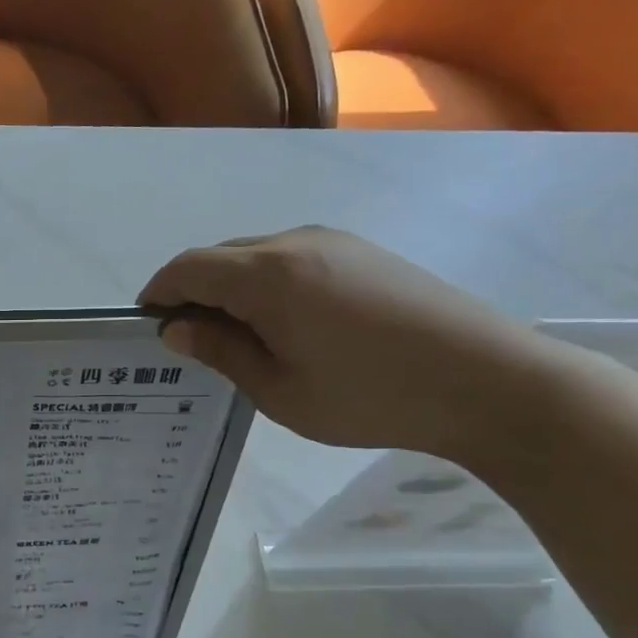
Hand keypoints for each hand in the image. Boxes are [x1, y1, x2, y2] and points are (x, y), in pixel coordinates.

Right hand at [139, 227, 562, 459]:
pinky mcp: (363, 252)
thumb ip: (222, 352)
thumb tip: (177, 328)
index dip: (159, 292)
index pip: (188, 268)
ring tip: (238, 338)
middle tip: (192, 341)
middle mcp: (295, 242)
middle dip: (193, 291)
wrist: (490, 382)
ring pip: (256, 256)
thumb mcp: (280, 390)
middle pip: (219, 256)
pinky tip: (285, 325)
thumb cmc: (371, 396)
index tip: (148, 325)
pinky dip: (267, 284)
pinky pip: (292, 258)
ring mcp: (334, 242)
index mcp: (267, 275)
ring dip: (231, 288)